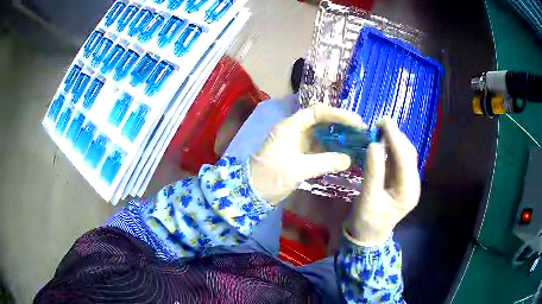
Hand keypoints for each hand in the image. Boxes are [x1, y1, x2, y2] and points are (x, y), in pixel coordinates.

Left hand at [250, 104, 363, 204]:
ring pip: (324, 135)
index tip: (356, 122)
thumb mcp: (297, 169)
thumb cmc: (270, 177)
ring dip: (340, 138)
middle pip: (323, 121)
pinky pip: (322, 149)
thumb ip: (324, 162)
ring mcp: (300, 144)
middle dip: (342, 125)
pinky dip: (334, 151)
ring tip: (358, 142)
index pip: (317, 112)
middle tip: (361, 131)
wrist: (253, 193)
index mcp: (291, 127)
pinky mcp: (302, 156)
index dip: (337, 114)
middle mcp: (296, 131)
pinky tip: (347, 155)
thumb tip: (348, 159)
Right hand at [346, 118, 420, 245]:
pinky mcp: (401, 181)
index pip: (405, 160)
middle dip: (396, 136)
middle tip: (379, 123)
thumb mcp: (367, 199)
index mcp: (408, 192)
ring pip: (405, 155)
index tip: (383, 121)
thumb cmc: (367, 222)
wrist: (368, 236)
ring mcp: (408, 183)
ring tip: (380, 128)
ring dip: (394, 140)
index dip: (395, 139)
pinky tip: (382, 141)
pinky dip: (391, 148)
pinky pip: (398, 160)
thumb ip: (372, 173)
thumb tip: (374, 145)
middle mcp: (413, 185)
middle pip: (408, 155)